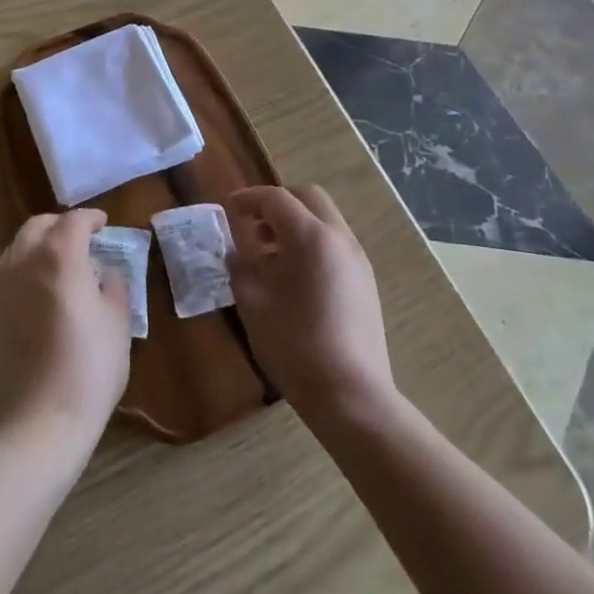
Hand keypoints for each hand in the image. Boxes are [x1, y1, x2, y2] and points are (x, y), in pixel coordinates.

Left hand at [0, 208, 132, 445]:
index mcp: (59, 255)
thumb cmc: (88, 370)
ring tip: (57, 267)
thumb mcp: (117, 324)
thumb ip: (114, 288)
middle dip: (60, 226)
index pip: (74, 220)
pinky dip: (22, 274)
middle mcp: (23, 261)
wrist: (36, 424)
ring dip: (38, 248)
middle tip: (79, 240)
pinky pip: (4, 279)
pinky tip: (36, 297)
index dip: (91, 218)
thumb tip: (106, 274)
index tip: (103, 224)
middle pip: (38, 226)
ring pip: (16, 249)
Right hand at [224, 185, 395, 423]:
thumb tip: (238, 253)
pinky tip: (294, 279)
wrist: (351, 396)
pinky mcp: (366, 282)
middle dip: (277, 204)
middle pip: (308, 198)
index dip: (248, 198)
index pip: (275, 198)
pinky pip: (335, 245)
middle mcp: (338, 237)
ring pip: (324, 220)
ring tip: (270, 256)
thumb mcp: (253, 304)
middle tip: (252, 226)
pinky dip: (312, 244)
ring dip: (296, 225)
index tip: (228, 207)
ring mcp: (357, 259)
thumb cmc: (295, 345)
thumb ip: (241, 268)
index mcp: (309, 236)